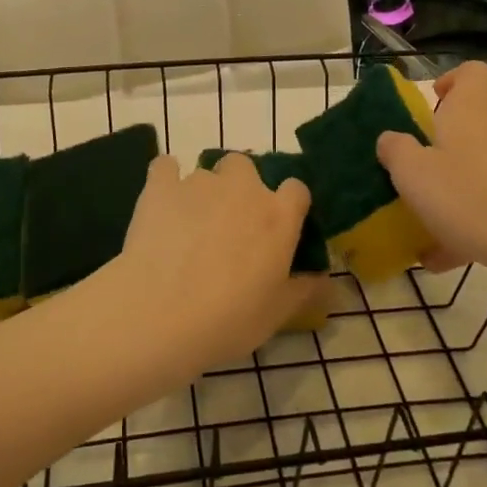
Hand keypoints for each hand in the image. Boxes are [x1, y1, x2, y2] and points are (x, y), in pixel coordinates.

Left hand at [110, 153, 315, 376]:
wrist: (160, 314)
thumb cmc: (228, 320)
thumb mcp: (276, 314)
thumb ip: (304, 291)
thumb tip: (325, 282)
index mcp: (278, 216)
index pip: (296, 190)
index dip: (287, 205)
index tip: (276, 228)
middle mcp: (243, 188)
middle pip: (246, 168)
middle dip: (239, 188)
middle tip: (228, 225)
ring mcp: (200, 183)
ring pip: (206, 173)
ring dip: (203, 192)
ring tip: (188, 226)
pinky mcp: (161, 185)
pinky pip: (166, 166)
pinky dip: (165, 180)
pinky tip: (160, 204)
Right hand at [376, 62, 486, 283]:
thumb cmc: (469, 197)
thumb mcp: (413, 174)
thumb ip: (396, 150)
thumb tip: (391, 138)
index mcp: (470, 112)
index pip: (472, 72)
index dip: (453, 79)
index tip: (433, 100)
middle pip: (474, 123)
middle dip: (445, 145)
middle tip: (419, 171)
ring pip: (482, 168)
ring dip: (456, 190)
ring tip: (427, 227)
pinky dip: (472, 221)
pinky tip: (448, 257)